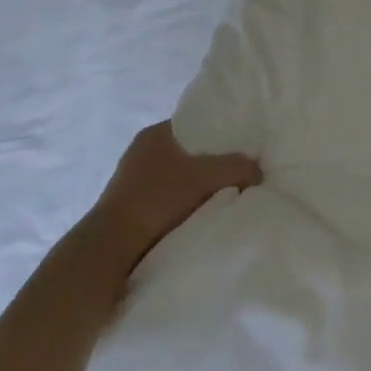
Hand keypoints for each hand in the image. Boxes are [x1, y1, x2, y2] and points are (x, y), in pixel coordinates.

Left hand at [92, 121, 261, 278]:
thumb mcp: (208, 177)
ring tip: (226, 194)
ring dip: (199, 185)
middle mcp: (141, 151)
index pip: (197, 123)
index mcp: (156, 133)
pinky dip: (184, 202)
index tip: (244, 147)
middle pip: (190, 151)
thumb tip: (257, 170)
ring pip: (179, 176)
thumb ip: (239, 167)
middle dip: (214, 162)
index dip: (222, 133)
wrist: (112, 246)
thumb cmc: (159, 200)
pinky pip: (168, 197)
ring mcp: (133, 179)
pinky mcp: (130, 206)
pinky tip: (201, 212)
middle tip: (241, 172)